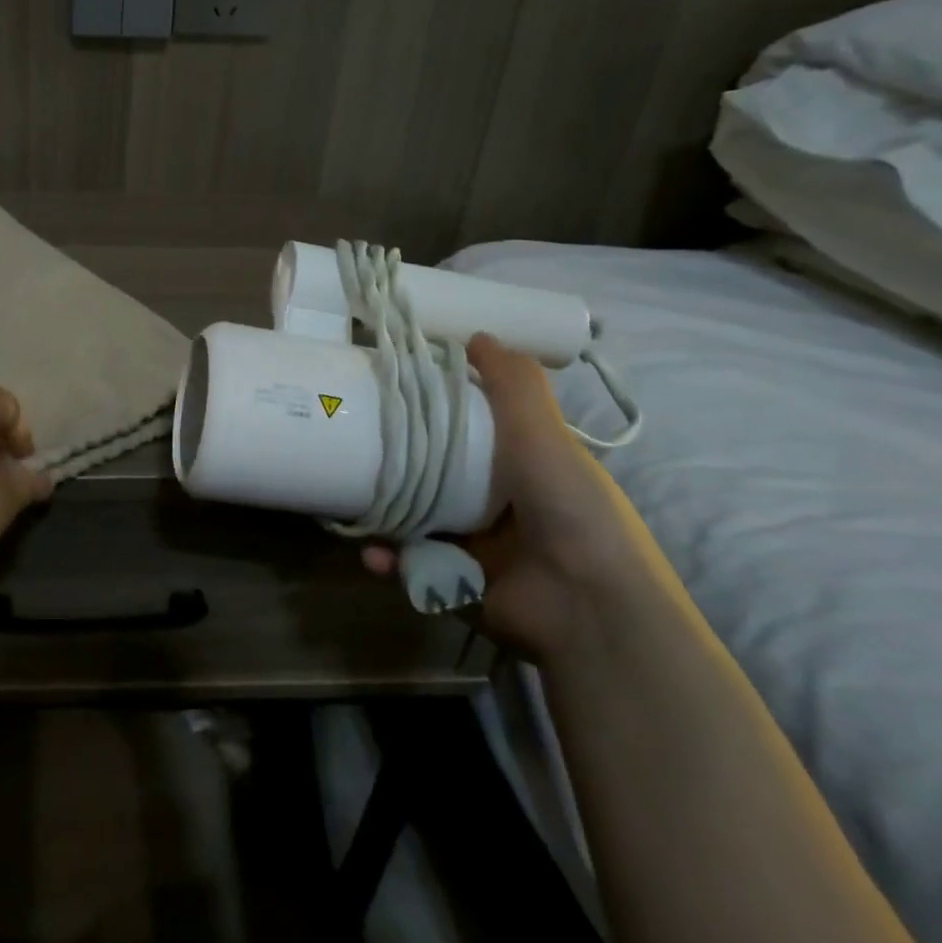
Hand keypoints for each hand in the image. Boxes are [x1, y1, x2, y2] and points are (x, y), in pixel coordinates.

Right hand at [362, 334, 671, 661]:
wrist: (588, 608)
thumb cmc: (569, 509)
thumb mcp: (544, 436)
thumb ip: (514, 385)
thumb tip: (476, 335)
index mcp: (524, 466)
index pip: (471, 428)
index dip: (436, 408)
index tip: (395, 390)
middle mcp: (500, 502)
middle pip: (437, 471)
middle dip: (398, 464)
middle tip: (356, 445)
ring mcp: (477, 545)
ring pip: (417, 518)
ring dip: (386, 514)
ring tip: (353, 503)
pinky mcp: (457, 582)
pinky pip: (413, 565)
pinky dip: (391, 560)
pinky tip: (375, 554)